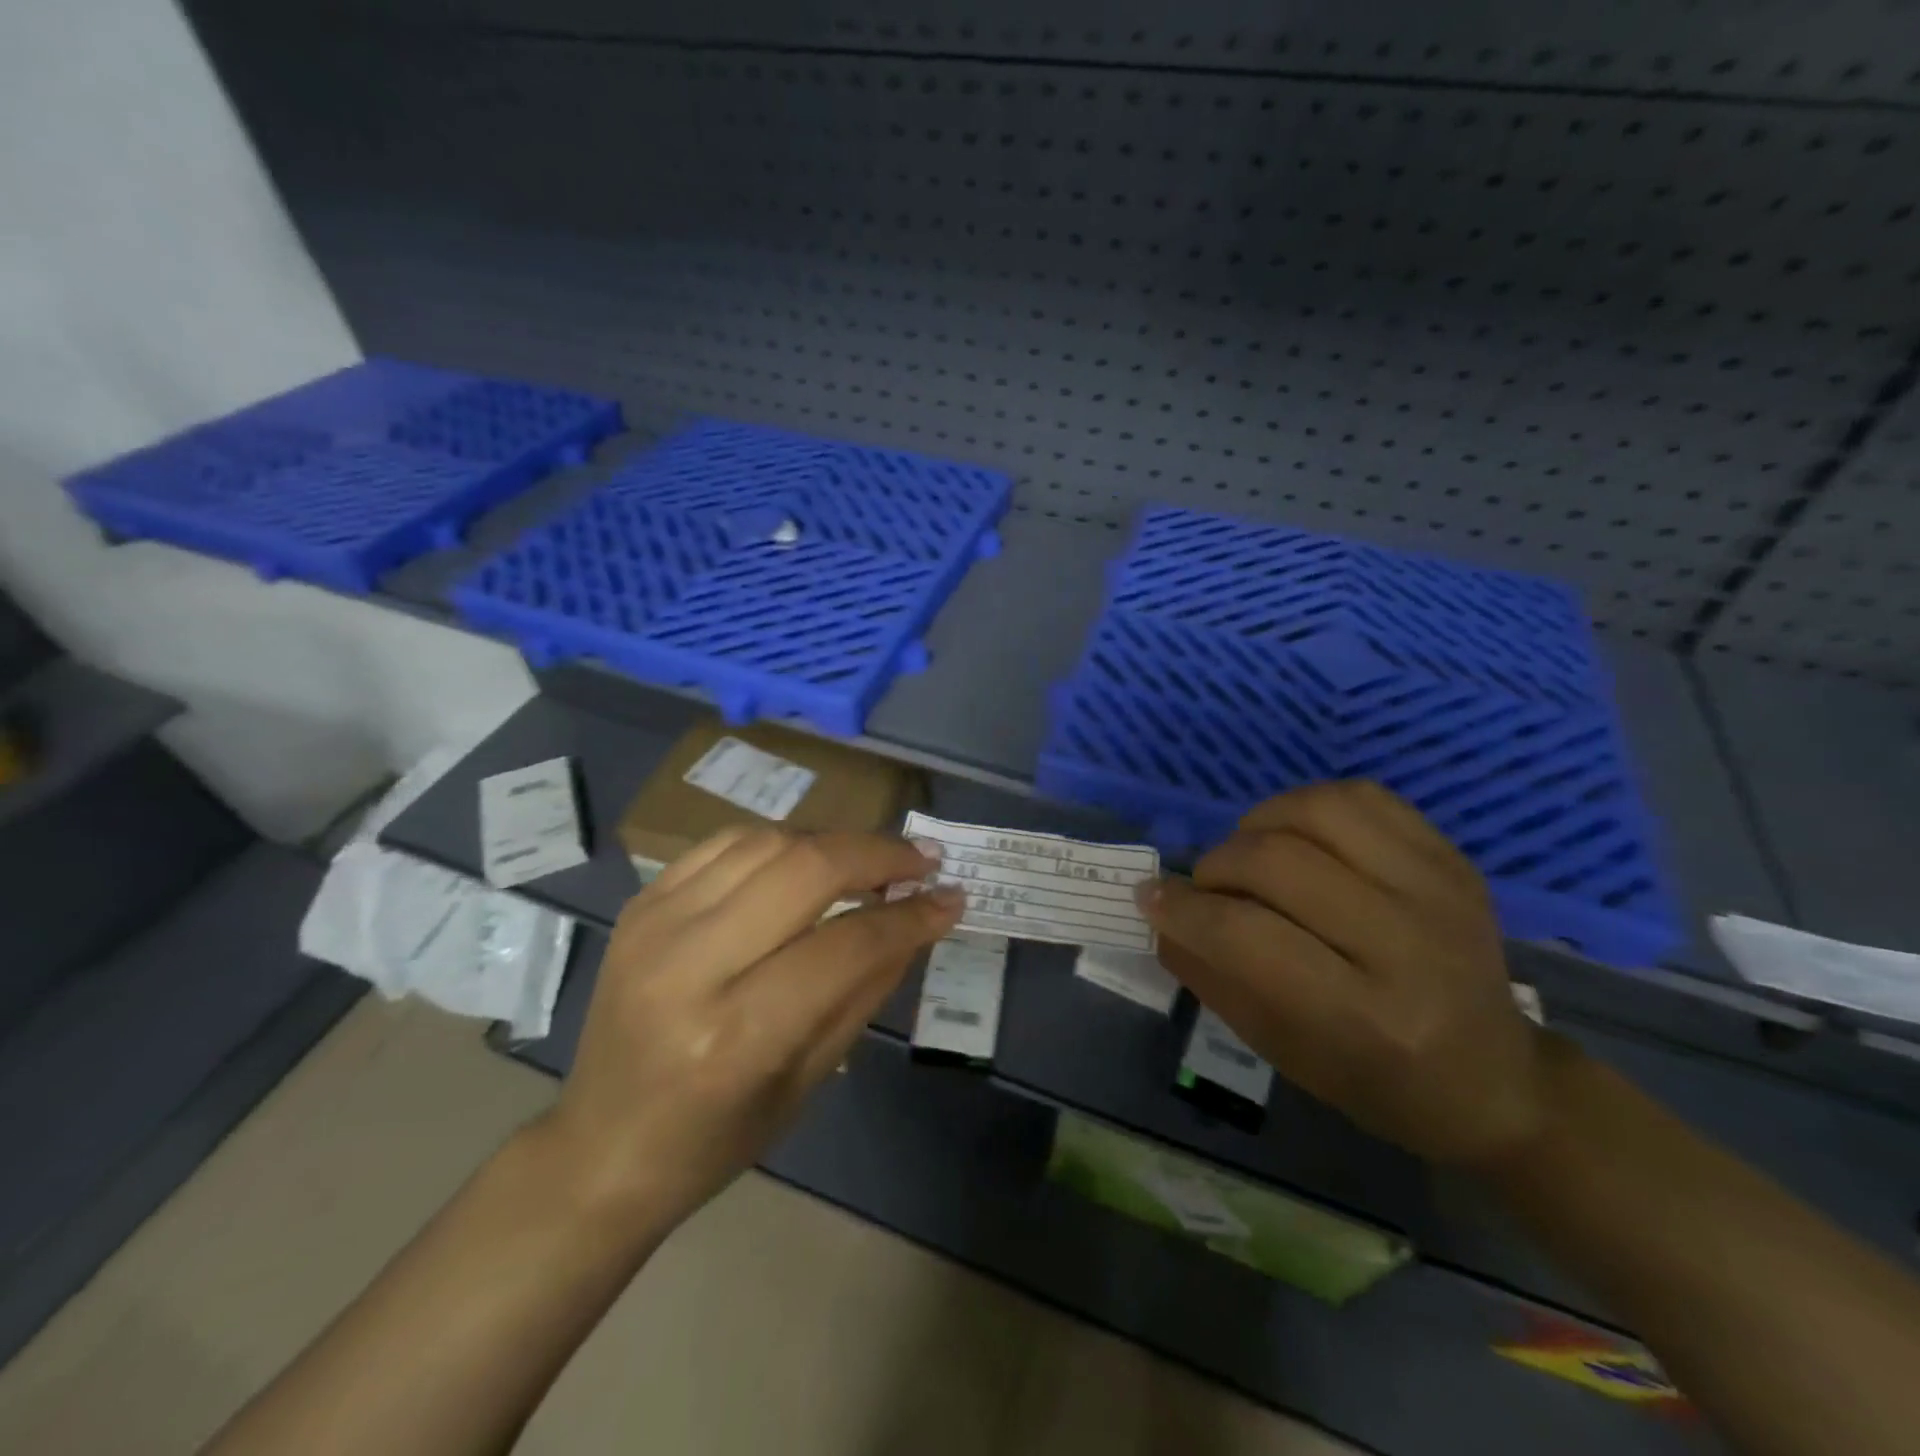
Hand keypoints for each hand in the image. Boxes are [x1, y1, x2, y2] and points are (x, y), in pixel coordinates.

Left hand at [538, 827, 964, 1227]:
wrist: (599, 1147)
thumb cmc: (714, 1139)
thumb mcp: (809, 1080)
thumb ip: (867, 989)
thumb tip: (918, 920)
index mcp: (736, 1036)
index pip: (846, 945)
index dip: (910, 916)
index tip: (950, 898)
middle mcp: (690, 966)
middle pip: (805, 869)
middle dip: (877, 854)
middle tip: (920, 861)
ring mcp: (656, 924)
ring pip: (767, 842)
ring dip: (833, 841)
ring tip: (871, 860)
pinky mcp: (641, 904)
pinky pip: (725, 843)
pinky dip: (780, 841)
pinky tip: (808, 858)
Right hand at [1138, 782, 1546, 1166]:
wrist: (1497, 1079)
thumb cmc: (1376, 1082)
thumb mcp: (1280, 1049)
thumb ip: (1210, 974)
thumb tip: (1158, 910)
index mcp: (1365, 1016)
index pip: (1247, 936)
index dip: (1184, 910)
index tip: (1151, 899)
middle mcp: (1408, 944)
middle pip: (1277, 862)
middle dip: (1216, 868)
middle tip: (1207, 890)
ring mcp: (1437, 890)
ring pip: (1316, 811)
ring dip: (1257, 826)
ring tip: (1250, 856)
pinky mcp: (1451, 859)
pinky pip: (1361, 796)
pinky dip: (1306, 805)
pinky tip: (1296, 835)